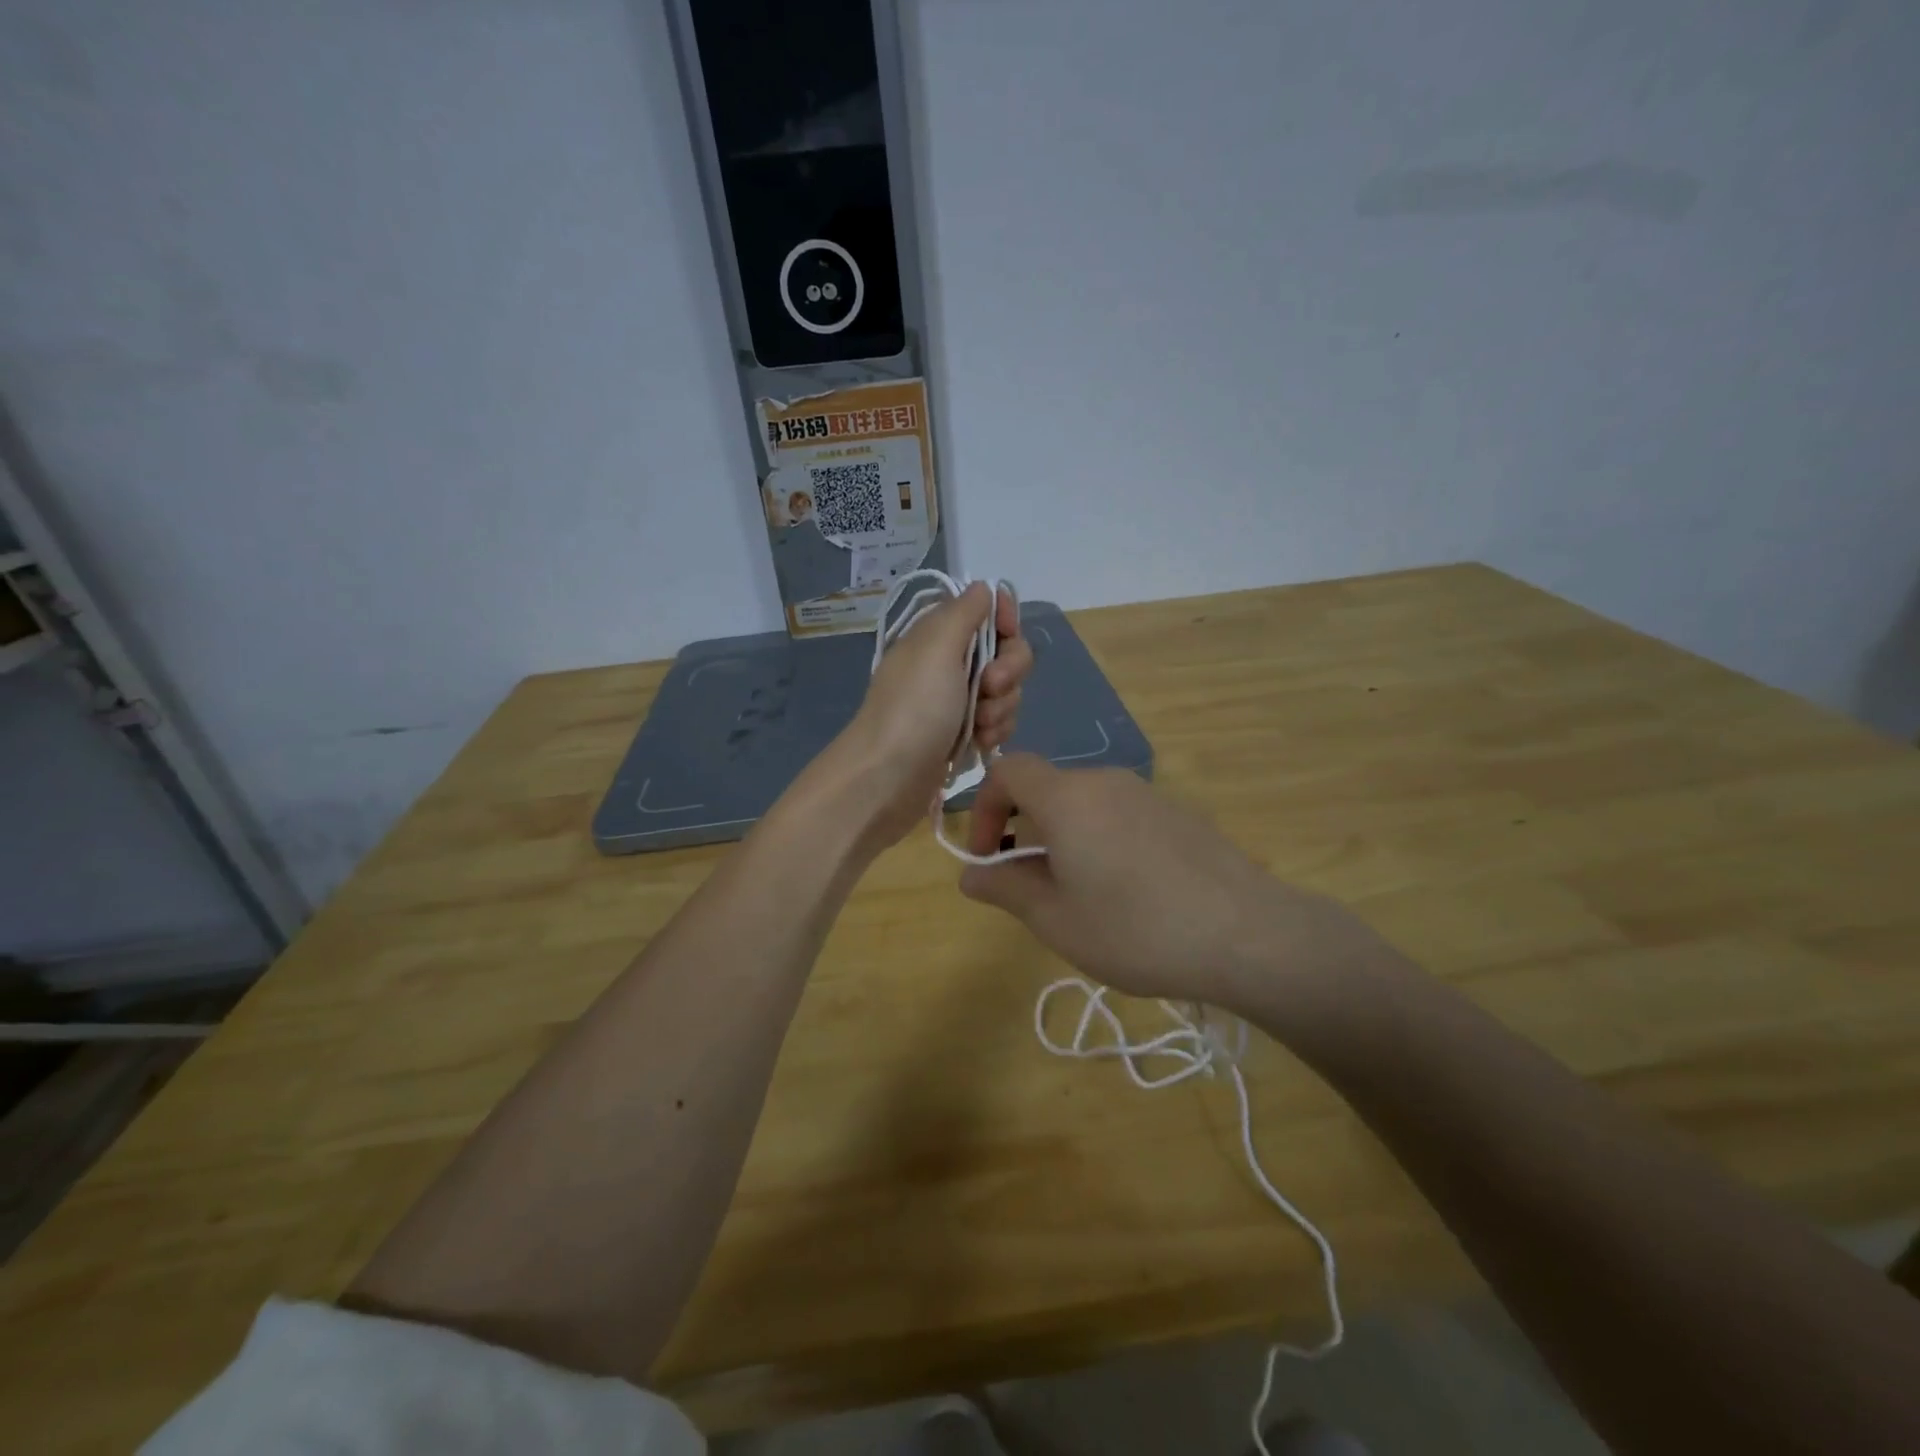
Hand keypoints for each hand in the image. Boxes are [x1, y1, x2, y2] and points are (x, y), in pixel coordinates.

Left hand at [836, 582, 1033, 848]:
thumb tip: (983, 587)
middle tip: (987, 689)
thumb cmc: (914, 707)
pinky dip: (994, 733)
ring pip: (1006, 692)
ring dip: (1001, 709)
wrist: (888, 777)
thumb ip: (964, 612)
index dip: (1005, 620)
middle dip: (1008, 673)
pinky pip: (998, 723)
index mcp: (939, 635)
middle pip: (1006, 653)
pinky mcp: (963, 734)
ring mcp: (956, 701)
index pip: (988, 611)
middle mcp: (948, 663)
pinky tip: (978, 745)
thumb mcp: (937, 646)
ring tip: (978, 728)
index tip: (1007, 635)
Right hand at [958, 754, 1390, 1014]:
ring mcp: (1147, 794)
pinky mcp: (1179, 813)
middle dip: (1024, 828)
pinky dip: (1102, 839)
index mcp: (1067, 798)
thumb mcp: (1056, 920)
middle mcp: (1105, 781)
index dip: (983, 806)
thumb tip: (970, 874)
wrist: (1247, 934)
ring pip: (1085, 804)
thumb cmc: (1136, 929)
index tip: (987, 855)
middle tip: (1031, 885)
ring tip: (1079, 895)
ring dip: (1064, 837)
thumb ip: (1005, 889)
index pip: (1008, 770)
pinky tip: (1128, 892)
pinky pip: (1121, 815)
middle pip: (1047, 788)